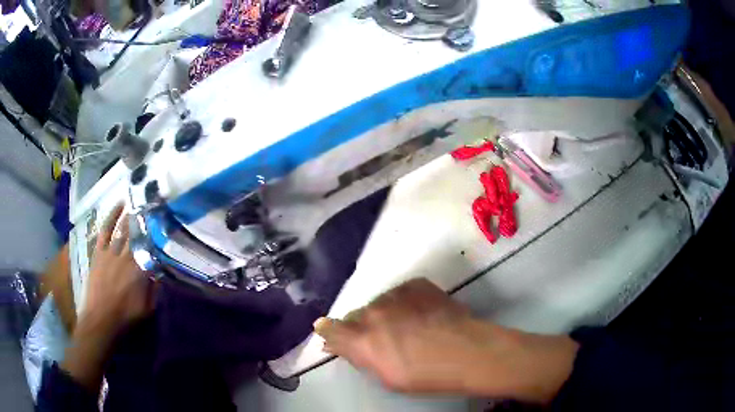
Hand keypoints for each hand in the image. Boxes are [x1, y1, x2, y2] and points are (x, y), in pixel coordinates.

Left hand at [62, 204, 155, 391]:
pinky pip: (106, 229)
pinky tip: (119, 205)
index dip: (159, 232)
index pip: (152, 246)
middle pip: (138, 233)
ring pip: (123, 228)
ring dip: (132, 214)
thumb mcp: (148, 307)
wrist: (101, 318)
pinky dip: (112, 215)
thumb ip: (155, 288)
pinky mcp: (100, 251)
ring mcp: (112, 251)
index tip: (166, 221)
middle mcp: (127, 256)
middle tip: (154, 204)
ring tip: (140, 201)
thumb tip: (161, 270)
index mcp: (140, 270)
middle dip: (147, 218)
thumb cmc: (126, 316)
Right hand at [313, 278, 578, 403]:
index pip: (331, 329)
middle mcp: (372, 312)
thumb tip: (336, 343)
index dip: (329, 331)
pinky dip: (404, 303)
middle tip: (383, 339)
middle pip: (356, 315)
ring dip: (385, 313)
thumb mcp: (385, 376)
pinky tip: (421, 314)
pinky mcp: (415, 284)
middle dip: (362, 326)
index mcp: (361, 338)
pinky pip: (400, 294)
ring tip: (407, 327)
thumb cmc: (425, 375)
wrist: (467, 351)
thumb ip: (357, 356)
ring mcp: (394, 294)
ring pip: (379, 303)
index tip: (330, 333)